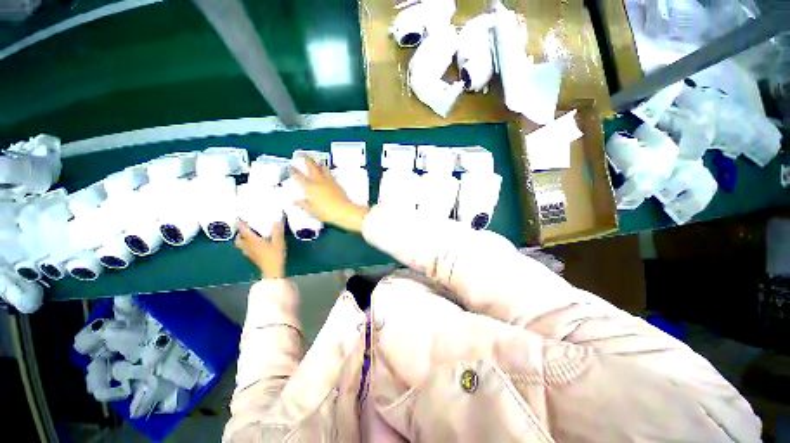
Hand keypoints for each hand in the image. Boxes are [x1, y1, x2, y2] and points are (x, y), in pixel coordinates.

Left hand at [235, 221, 285, 279]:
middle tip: (245, 229)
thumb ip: (277, 231)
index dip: (241, 223)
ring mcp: (249, 253)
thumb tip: (277, 220)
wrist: (272, 271)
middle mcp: (248, 246)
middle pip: (238, 239)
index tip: (241, 218)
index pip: (242, 229)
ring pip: (241, 245)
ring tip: (250, 236)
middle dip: (239, 233)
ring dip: (243, 240)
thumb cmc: (274, 255)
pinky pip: (246, 250)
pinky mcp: (253, 258)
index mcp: (252, 240)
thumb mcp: (279, 241)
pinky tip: (256, 246)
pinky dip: (248, 246)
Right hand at [291, 158, 369, 232]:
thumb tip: (296, 201)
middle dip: (306, 159)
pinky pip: (330, 173)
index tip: (291, 166)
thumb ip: (303, 204)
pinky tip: (326, 172)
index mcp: (309, 187)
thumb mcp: (312, 211)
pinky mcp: (336, 182)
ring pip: (322, 167)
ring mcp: (328, 180)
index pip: (298, 176)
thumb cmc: (327, 212)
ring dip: (318, 163)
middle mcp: (318, 181)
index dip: (293, 170)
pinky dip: (326, 171)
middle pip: (311, 165)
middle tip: (303, 154)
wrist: (344, 210)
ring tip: (316, 161)